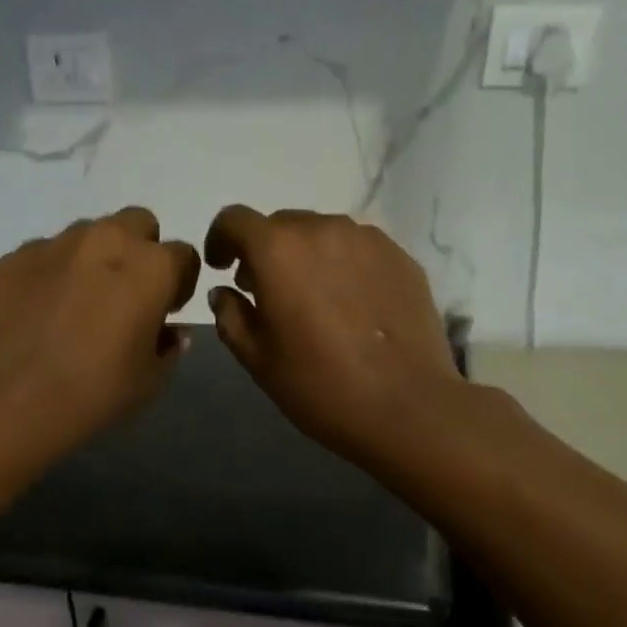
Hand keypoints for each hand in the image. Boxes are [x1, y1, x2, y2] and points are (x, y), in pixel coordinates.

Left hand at [0, 208, 200, 461]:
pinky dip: (55, 273)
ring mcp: (57, 243)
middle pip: (138, 224)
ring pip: (90, 234)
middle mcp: (107, 240)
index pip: (184, 256)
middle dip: (141, 252)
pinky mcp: (15, 256)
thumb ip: (168, 348)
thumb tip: (170, 332)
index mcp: (151, 267)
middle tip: (127, 295)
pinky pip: (48, 254)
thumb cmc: (93, 392)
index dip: (180, 284)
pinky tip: (42, 311)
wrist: (6, 397)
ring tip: (80, 303)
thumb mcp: (149, 381)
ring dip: (96, 259)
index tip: (166, 311)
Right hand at [203, 206, 460, 468]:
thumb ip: (231, 317)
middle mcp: (322, 230)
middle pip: (280, 224)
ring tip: (312, 299)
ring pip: (322, 234)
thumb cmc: (319, 386)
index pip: (234, 219)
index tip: (222, 267)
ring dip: (305, 257)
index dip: (220, 239)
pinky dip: (342, 265)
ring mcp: (368, 240)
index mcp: (278, 251)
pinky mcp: (400, 257)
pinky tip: (350, 306)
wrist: (406, 406)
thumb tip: (224, 292)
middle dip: (264, 251)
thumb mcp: (258, 360)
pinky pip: (357, 249)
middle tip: (266, 292)